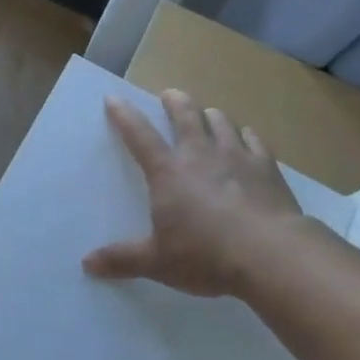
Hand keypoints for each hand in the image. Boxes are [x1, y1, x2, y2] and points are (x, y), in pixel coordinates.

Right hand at [84, 89, 308, 298]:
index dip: (124, 114)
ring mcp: (236, 155)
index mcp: (168, 171)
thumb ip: (123, 259)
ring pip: (221, 121)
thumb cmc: (206, 255)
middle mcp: (200, 153)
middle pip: (185, 113)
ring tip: (208, 117)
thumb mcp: (158, 262)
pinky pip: (254, 140)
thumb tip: (87, 263)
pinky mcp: (267, 166)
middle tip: (169, 96)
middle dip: (175, 101)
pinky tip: (247, 140)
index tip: (113, 98)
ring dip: (211, 116)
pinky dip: (247, 137)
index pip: (139, 134)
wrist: (271, 254)